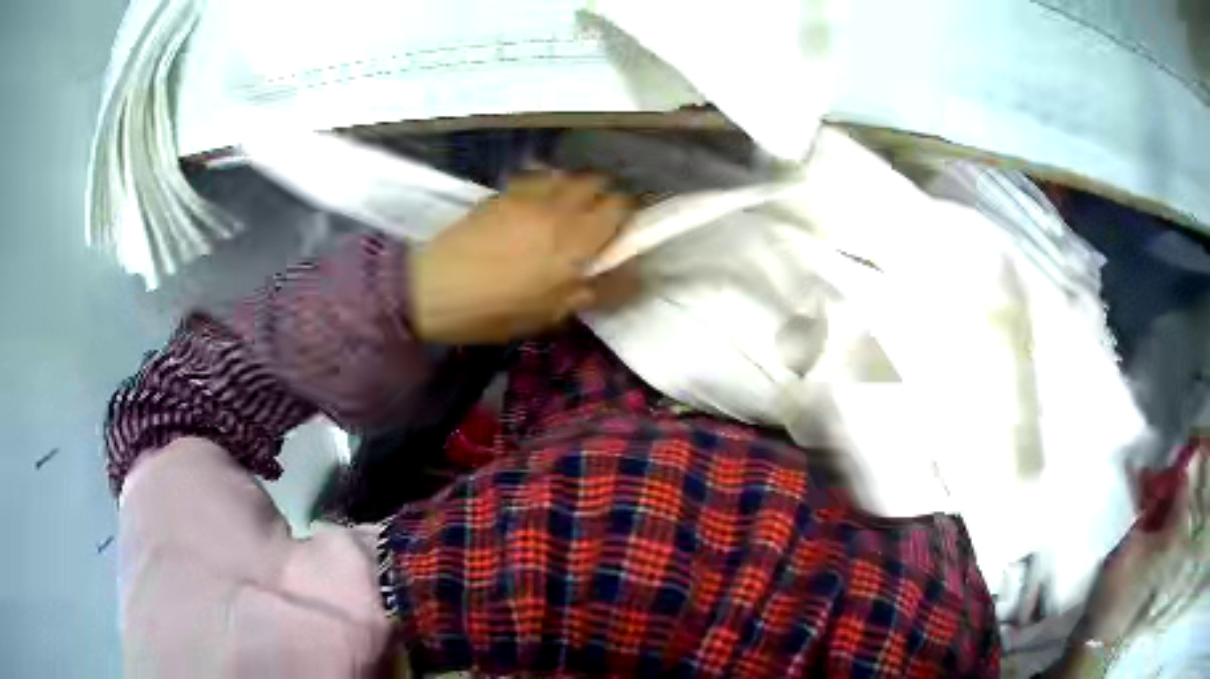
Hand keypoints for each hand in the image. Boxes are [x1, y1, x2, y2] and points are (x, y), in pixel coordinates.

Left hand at [410, 172, 635, 343]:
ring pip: (567, 175)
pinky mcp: (502, 193)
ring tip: (565, 210)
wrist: (435, 288)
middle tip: (595, 222)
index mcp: (576, 240)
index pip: (620, 206)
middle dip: (604, 196)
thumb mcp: (551, 313)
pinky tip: (535, 204)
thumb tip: (634, 278)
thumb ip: (596, 290)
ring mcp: (528, 195)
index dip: (627, 215)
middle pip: (597, 182)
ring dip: (575, 188)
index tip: (621, 232)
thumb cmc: (496, 310)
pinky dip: (546, 184)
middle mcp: (558, 208)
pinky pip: (536, 177)